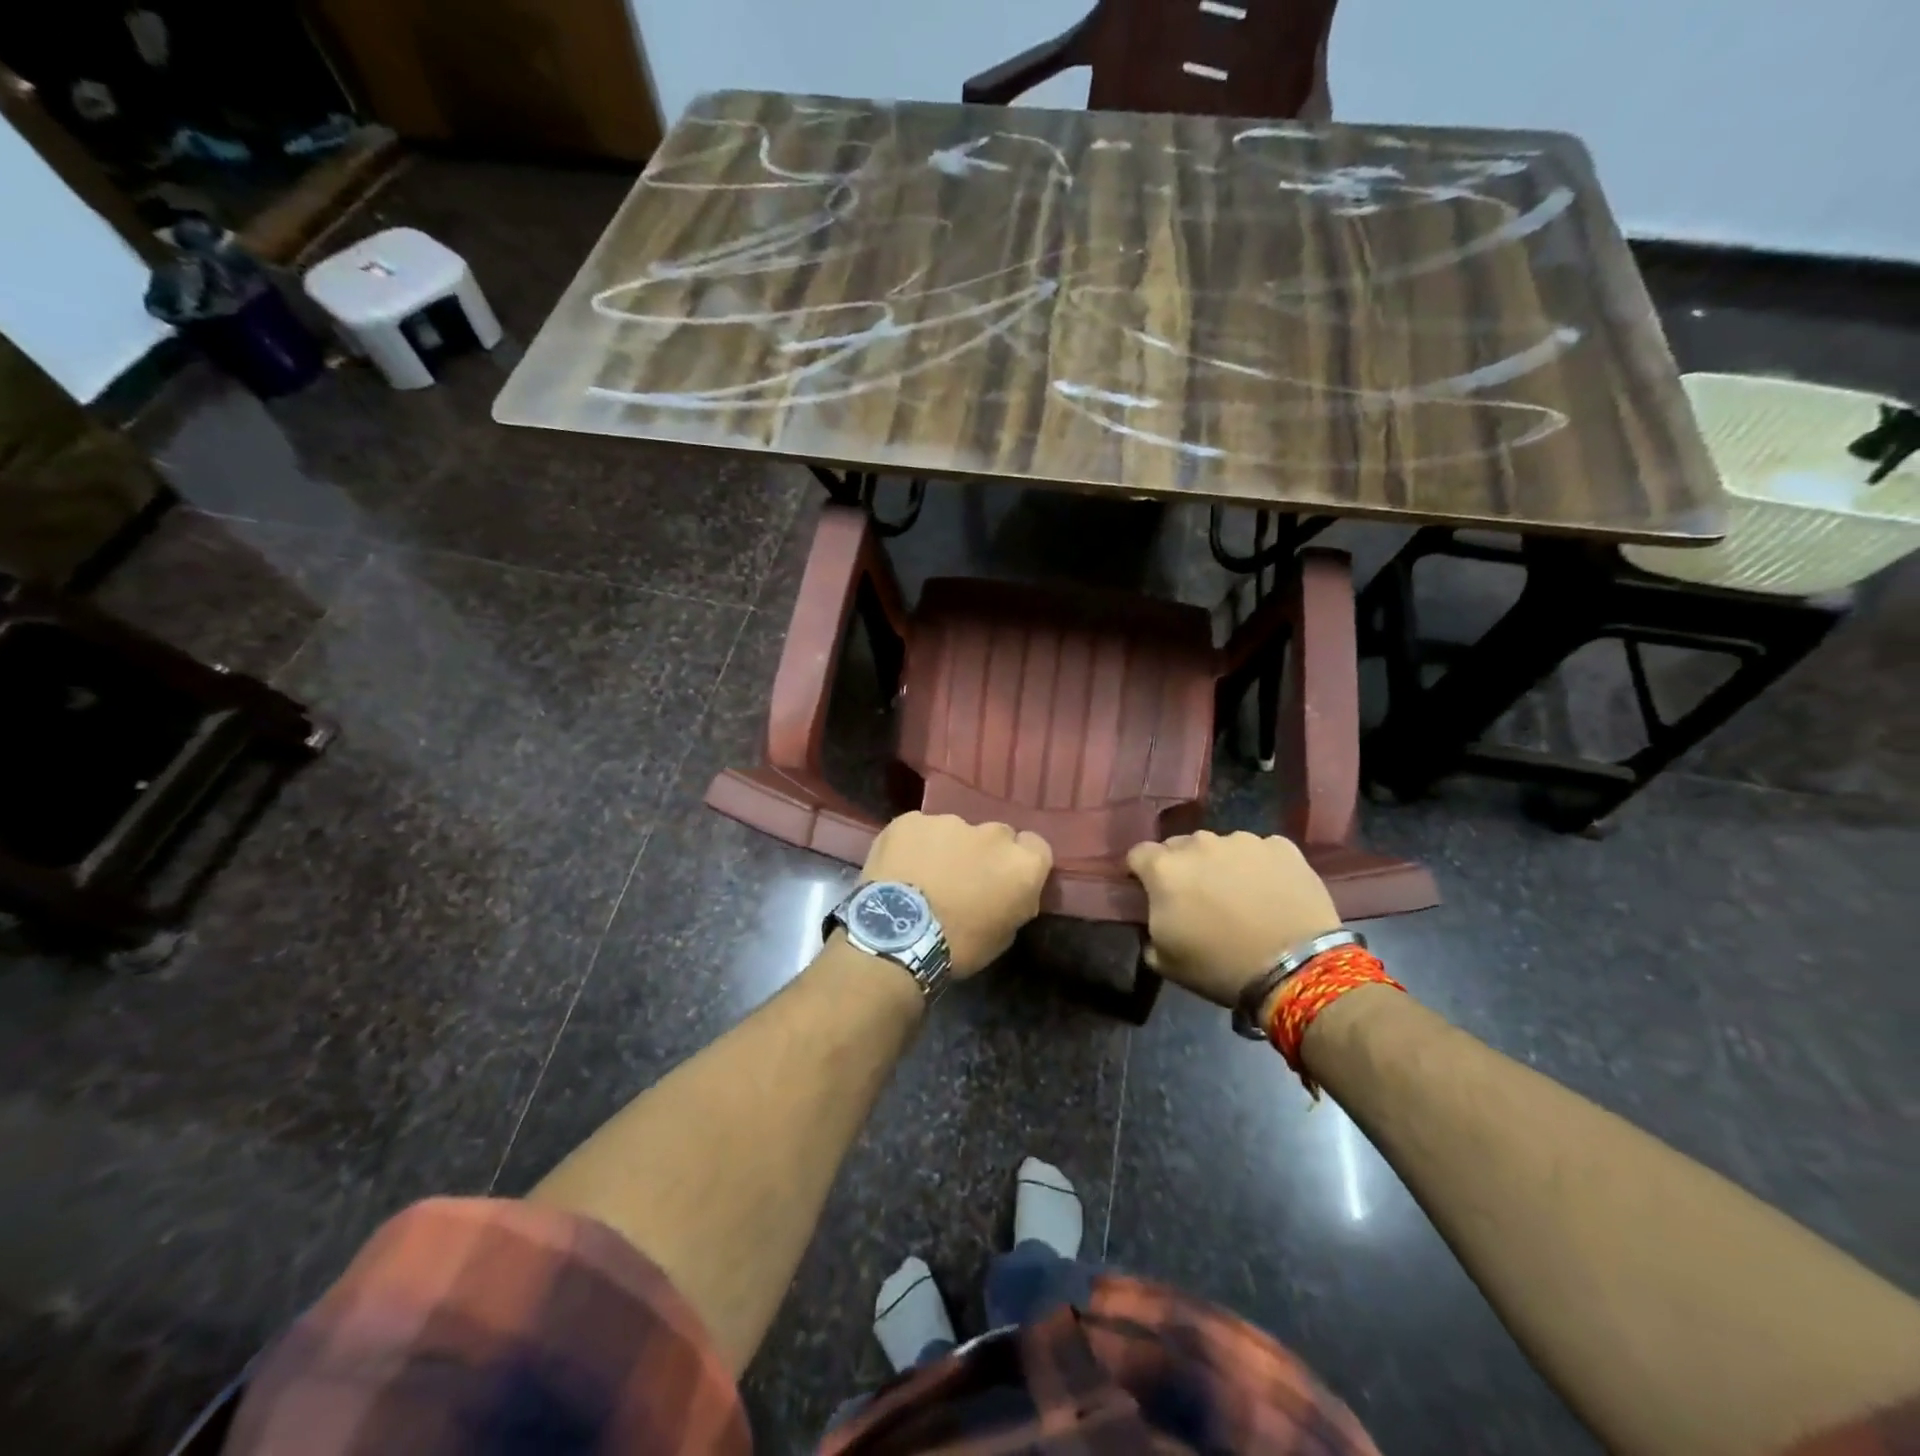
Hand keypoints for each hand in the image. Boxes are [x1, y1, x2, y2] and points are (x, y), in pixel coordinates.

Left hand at [860, 813, 1052, 976]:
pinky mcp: (911, 819)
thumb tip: (1010, 891)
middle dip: (984, 853)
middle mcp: (992, 833)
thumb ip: (1015, 902)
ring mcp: (949, 821)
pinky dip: (913, 846)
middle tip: (963, 879)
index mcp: (1022, 863)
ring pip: (954, 831)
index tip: (1005, 880)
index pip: (1036, 847)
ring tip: (925, 876)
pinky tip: (900, 869)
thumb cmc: (958, 946)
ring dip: (947, 848)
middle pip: (996, 835)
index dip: (1020, 863)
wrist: (897, 936)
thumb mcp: (1004, 935)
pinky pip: (918, 830)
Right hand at [1126, 831, 1340, 1007]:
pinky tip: (1270, 893)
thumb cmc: (1220, 966)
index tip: (1150, 892)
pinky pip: (1260, 852)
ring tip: (1239, 895)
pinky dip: (1259, 867)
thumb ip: (1148, 928)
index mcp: (1164, 869)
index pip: (1138, 855)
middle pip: (1180, 847)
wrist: (1295, 968)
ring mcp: (1243, 841)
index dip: (1141, 873)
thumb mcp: (1164, 960)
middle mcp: (1199, 843)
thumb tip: (1154, 918)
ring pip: (1221, 847)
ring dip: (1221, 865)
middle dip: (1183, 867)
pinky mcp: (1281, 846)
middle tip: (1197, 898)